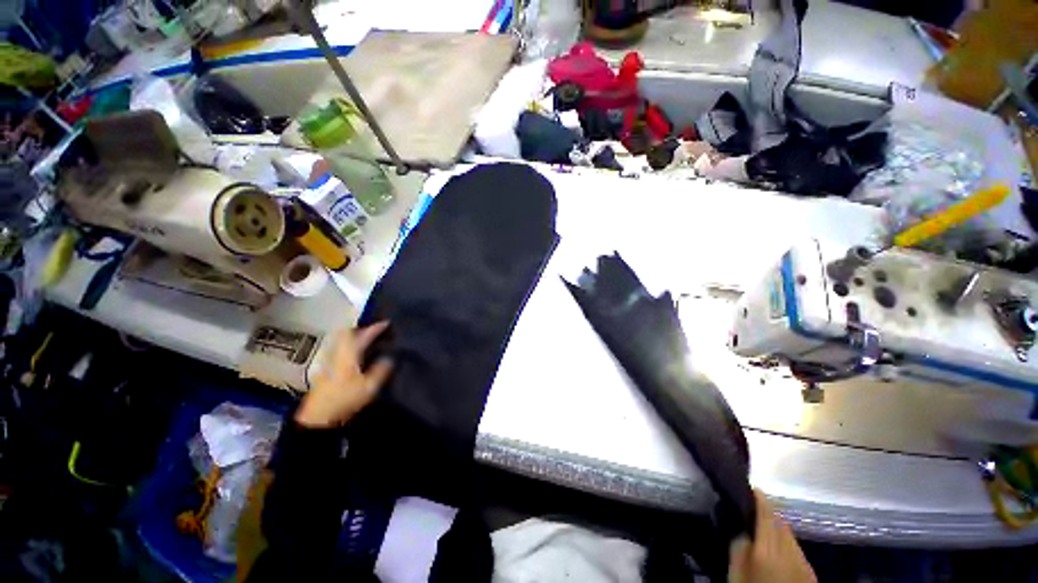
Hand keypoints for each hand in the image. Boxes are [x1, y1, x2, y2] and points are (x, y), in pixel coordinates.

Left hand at [295, 322, 393, 428]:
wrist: (318, 417)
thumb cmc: (344, 399)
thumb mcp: (369, 387)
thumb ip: (380, 371)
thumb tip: (390, 358)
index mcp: (348, 355)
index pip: (362, 335)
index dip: (374, 328)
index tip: (386, 323)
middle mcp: (337, 354)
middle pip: (346, 334)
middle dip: (360, 329)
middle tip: (373, 329)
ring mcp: (328, 362)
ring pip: (341, 341)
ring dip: (353, 337)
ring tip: (366, 340)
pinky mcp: (325, 371)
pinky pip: (339, 350)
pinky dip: (348, 347)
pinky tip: (355, 355)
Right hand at [728, 490, 815, 582]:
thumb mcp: (737, 569)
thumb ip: (738, 545)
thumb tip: (740, 527)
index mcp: (769, 544)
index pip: (766, 512)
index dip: (758, 496)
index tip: (749, 486)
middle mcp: (789, 546)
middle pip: (780, 520)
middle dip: (767, 509)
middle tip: (752, 503)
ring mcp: (802, 558)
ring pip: (789, 532)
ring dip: (777, 524)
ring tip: (763, 522)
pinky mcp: (809, 569)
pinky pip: (795, 546)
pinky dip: (785, 539)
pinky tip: (777, 544)